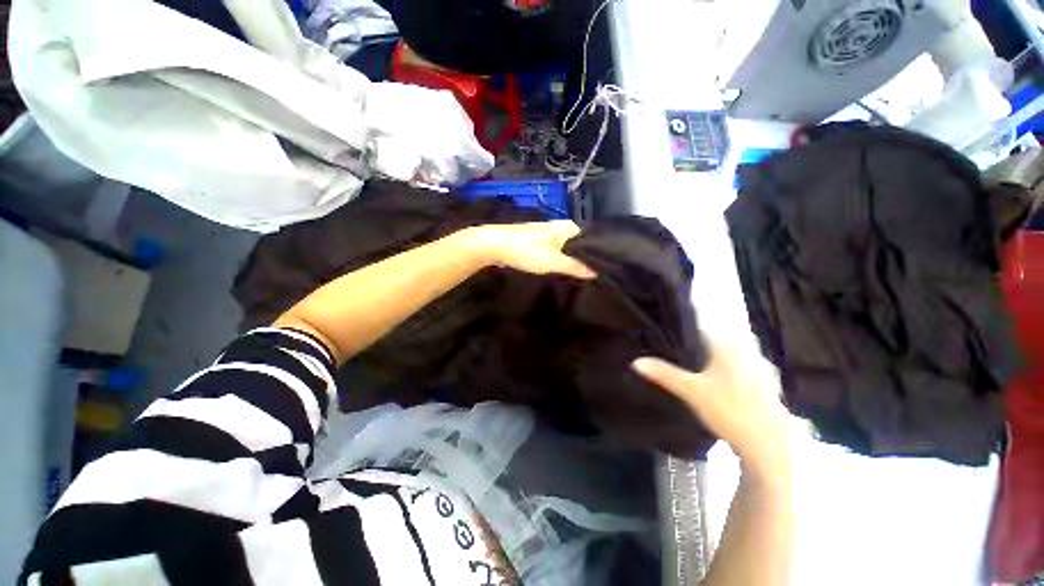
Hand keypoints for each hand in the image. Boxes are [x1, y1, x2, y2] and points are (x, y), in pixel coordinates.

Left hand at [462, 221, 596, 278]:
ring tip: (577, 276)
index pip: (590, 240)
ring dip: (568, 261)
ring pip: (564, 249)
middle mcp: (559, 227)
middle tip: (590, 277)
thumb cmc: (527, 251)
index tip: (601, 271)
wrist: (495, 245)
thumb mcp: (555, 262)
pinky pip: (553, 251)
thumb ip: (576, 267)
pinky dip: (556, 260)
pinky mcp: (535, 241)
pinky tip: (558, 271)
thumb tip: (596, 272)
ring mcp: (546, 233)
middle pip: (577, 245)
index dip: (596, 255)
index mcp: (567, 227)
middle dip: (582, 260)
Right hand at [633, 347, 792, 474]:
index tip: (670, 338)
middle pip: (719, 343)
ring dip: (718, 360)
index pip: (703, 331)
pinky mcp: (768, 387)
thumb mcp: (690, 390)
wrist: (769, 444)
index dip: (686, 333)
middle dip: (701, 347)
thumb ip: (664, 374)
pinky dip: (732, 374)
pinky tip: (722, 386)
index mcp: (729, 348)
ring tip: (698, 368)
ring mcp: (761, 370)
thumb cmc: (729, 409)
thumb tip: (635, 362)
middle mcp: (748, 353)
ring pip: (733, 358)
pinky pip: (745, 372)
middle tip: (681, 354)